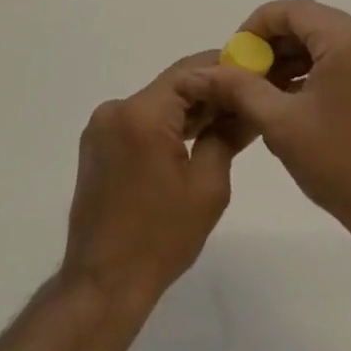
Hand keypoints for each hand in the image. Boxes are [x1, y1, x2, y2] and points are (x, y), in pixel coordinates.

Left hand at [61, 52, 253, 308]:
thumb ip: (226, 135)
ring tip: (226, 120)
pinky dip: (166, 125)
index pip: (190, 71)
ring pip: (156, 103)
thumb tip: (245, 108)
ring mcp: (101, 127)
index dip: (223, 66)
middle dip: (209, 90)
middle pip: (172, 85)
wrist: (103, 284)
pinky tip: (192, 139)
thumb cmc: (161, 238)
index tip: (253, 72)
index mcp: (142, 113)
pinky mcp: (97, 145)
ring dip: (188, 109)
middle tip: (246, 98)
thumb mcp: (208, 186)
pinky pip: (139, 121)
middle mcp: (116, 109)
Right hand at [195, 0, 350, 252]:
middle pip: (310, 21)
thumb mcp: (280, 124)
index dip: (256, 27)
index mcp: (350, 39)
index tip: (233, 56)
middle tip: (244, 74)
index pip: (292, 10)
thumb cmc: (340, 165)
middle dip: (273, 43)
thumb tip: (202, 72)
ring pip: (327, 38)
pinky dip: (317, 67)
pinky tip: (293, 95)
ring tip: (263, 88)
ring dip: (293, 56)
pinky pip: (345, 54)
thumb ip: (239, 88)